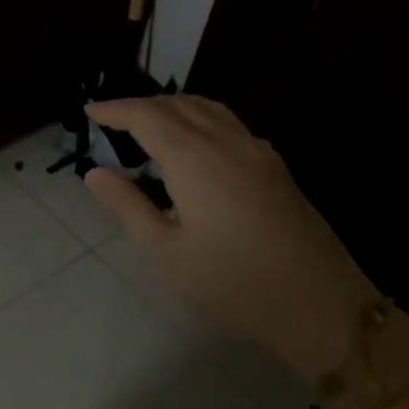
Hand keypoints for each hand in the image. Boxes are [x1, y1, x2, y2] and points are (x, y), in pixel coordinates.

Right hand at [82, 95, 378, 383]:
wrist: (318, 303)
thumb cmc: (231, 282)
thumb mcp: (166, 252)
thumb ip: (129, 207)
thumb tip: (95, 173)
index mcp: (194, 158)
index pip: (147, 116)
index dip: (116, 109)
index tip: (90, 111)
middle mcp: (227, 142)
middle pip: (180, 105)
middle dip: (142, 105)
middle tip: (113, 119)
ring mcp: (258, 152)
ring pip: (210, 110)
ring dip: (174, 108)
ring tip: (149, 124)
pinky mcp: (275, 169)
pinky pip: (230, 125)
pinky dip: (200, 120)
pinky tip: (195, 146)